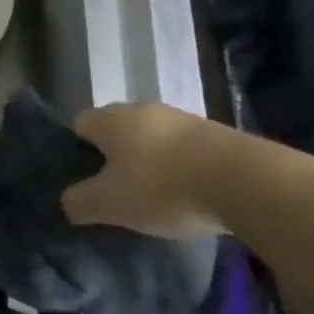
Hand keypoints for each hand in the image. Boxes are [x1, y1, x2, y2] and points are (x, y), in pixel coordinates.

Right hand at [61, 102, 254, 239]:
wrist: (245, 181)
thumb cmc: (162, 187)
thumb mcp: (109, 204)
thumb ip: (79, 202)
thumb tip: (68, 201)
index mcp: (109, 118)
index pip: (79, 125)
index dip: (78, 151)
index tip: (86, 181)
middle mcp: (141, 109)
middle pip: (117, 131)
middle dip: (115, 157)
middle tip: (119, 192)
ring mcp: (182, 118)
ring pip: (153, 139)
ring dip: (152, 162)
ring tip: (158, 198)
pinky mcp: (216, 133)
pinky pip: (185, 149)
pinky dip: (182, 168)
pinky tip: (190, 194)